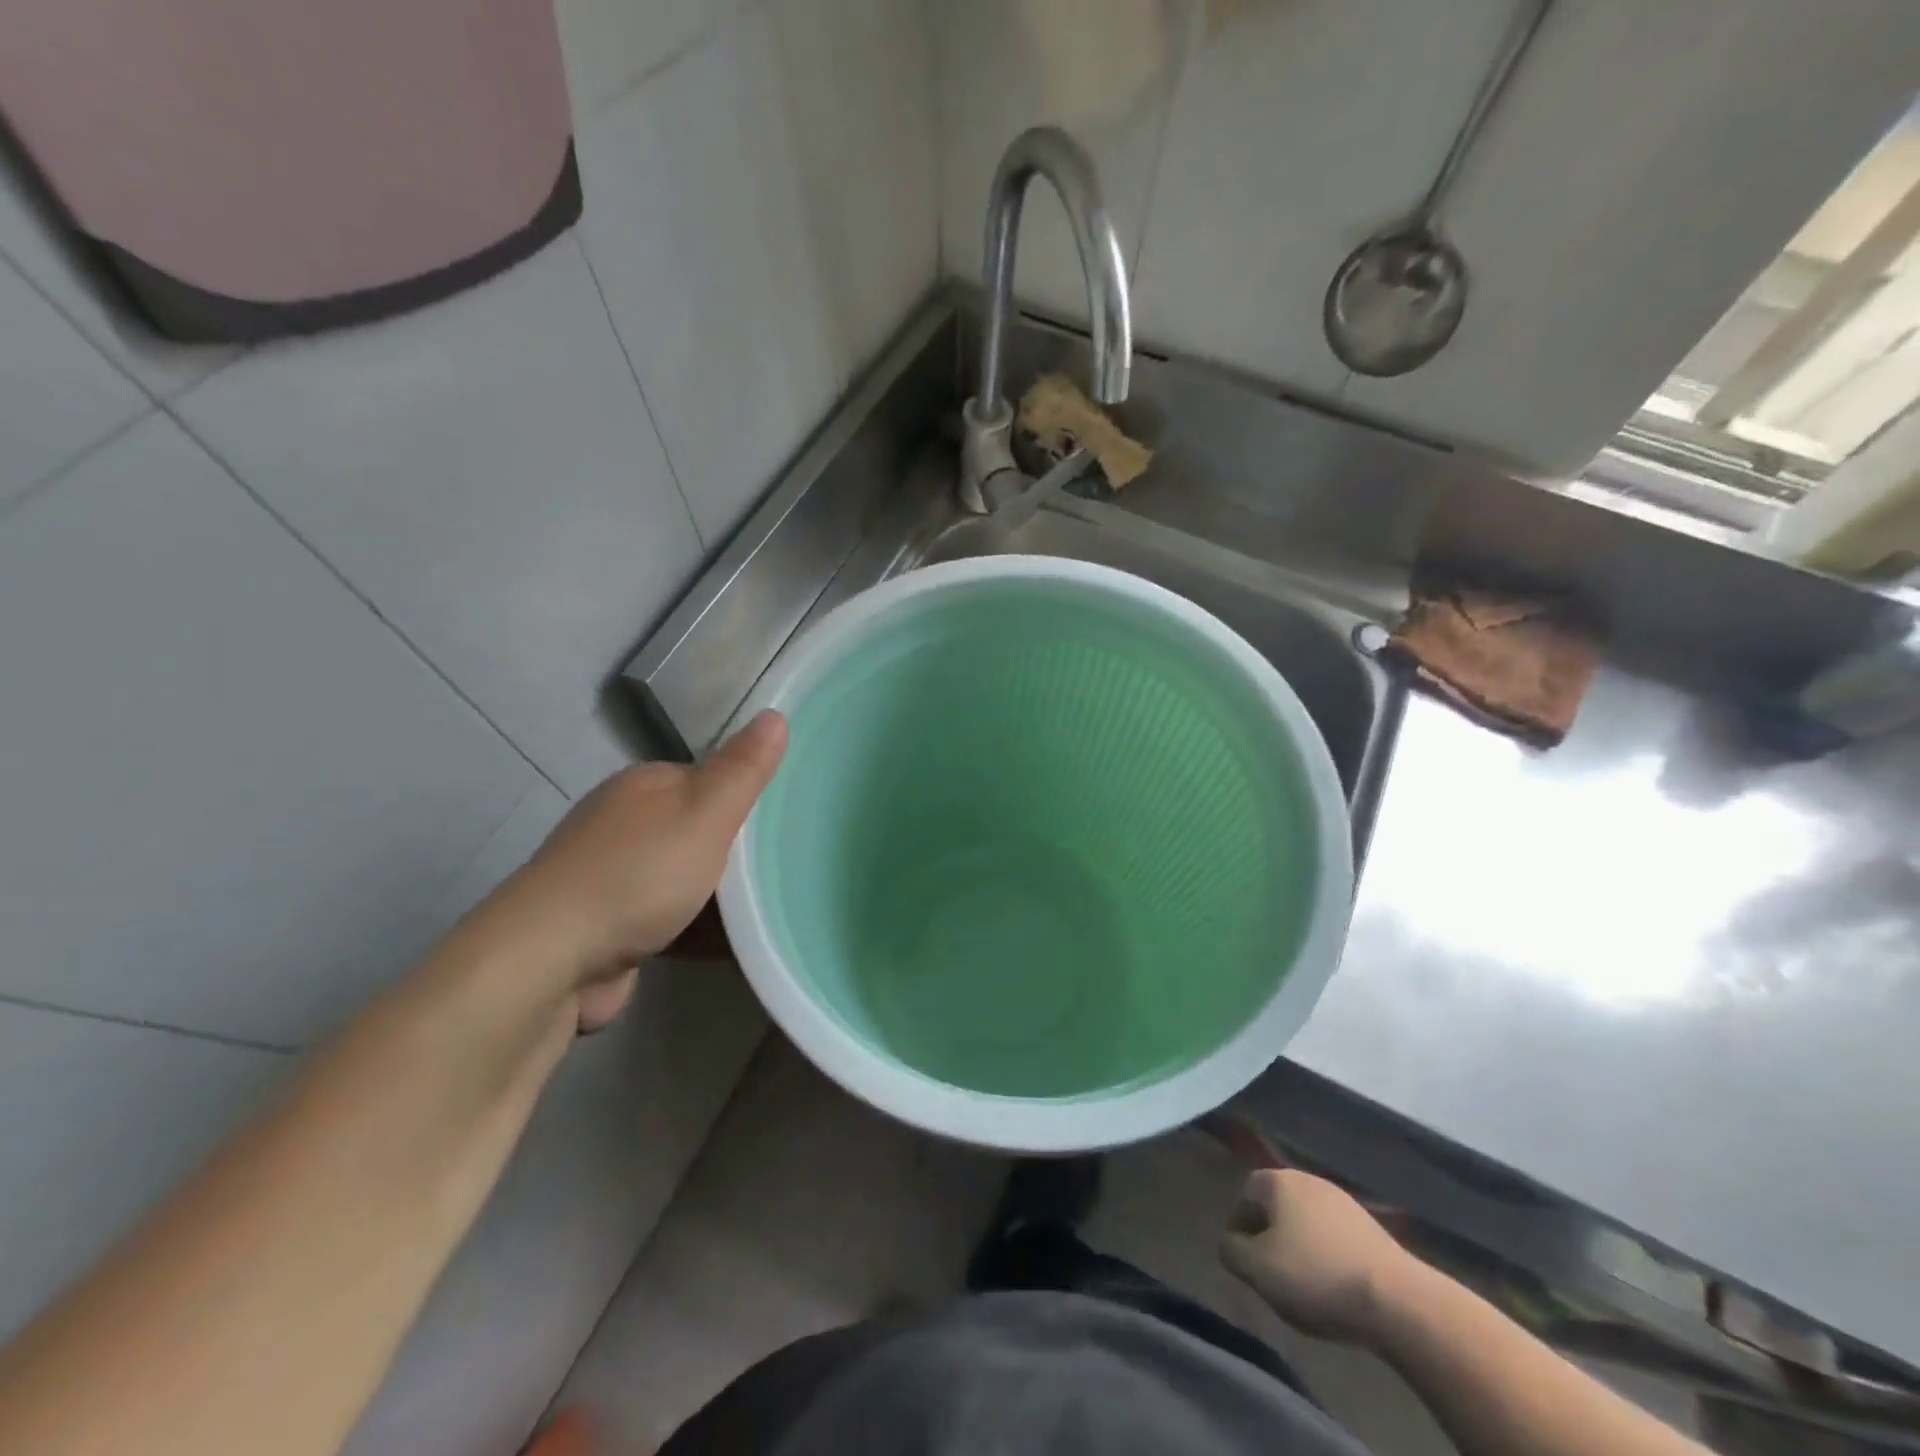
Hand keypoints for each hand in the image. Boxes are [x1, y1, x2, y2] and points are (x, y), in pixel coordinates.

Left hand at [473, 712, 786, 1027]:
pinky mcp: (604, 928)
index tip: (783, 822)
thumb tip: (775, 715)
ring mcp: (607, 877)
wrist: (550, 961)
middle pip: (694, 829)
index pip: (706, 779)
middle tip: (781, 868)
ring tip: (768, 908)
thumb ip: (743, 769)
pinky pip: (666, 921)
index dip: (744, 797)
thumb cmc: (638, 876)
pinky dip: (694, 931)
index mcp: (642, 786)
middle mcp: (620, 824)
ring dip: (716, 896)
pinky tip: (729, 947)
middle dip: (733, 851)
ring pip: (681, 877)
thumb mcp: (706, 814)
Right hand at [1220, 1168, 1418, 1346]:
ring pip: (1305, 1220)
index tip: (1243, 1260)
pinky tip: (1333, 1284)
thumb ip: (1231, 1250)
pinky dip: (1325, 1253)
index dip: (1238, 1226)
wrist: (1398, 1301)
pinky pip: (1333, 1235)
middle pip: (1276, 1204)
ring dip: (1298, 1244)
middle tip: (1269, 1271)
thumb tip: (1229, 1242)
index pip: (1244, 1194)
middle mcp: (1308, 1179)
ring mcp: (1343, 1200)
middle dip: (1268, 1234)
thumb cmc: (1316, 1277)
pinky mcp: (1372, 1226)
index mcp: (1278, 1181)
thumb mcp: (1257, 1270)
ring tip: (1302, 1282)